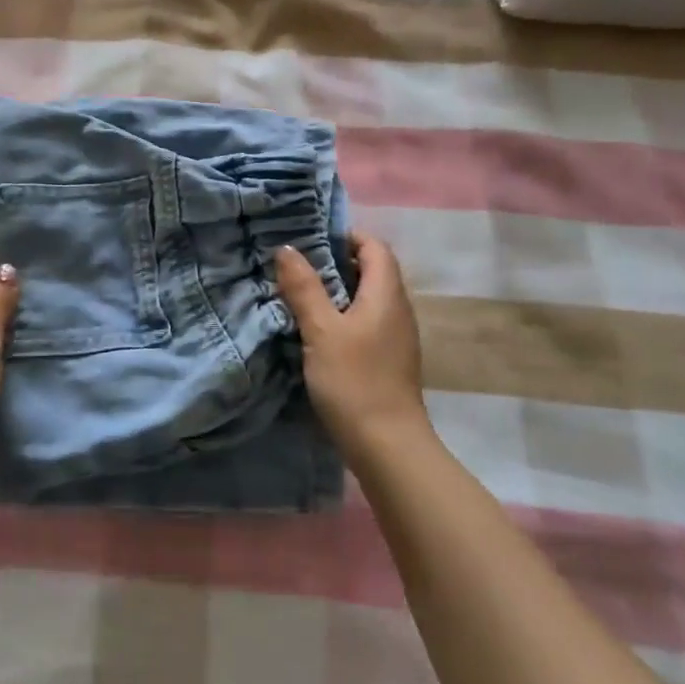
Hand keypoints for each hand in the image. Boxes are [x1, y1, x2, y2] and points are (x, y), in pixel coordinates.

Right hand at [274, 232, 426, 451]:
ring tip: (299, 293)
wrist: (387, 447)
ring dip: (336, 291)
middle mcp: (397, 310)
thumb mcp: (321, 330)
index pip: (375, 247)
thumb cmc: (355, 381)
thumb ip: (304, 288)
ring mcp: (394, 338)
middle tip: (295, 264)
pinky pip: (365, 323)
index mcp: (387, 295)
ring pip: (366, 299)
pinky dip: (342, 316)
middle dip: (335, 262)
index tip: (310, 239)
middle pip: (372, 271)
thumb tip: (287, 248)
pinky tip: (315, 331)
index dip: (346, 236)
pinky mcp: (387, 360)